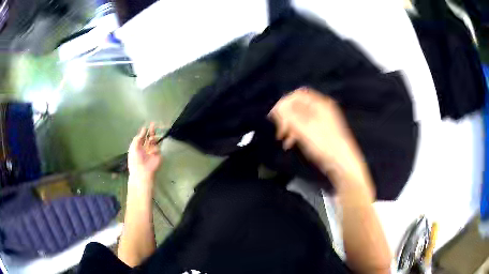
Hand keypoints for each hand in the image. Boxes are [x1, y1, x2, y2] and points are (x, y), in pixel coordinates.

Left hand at [128, 123, 162, 183]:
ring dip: (153, 138)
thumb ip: (138, 138)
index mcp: (138, 147)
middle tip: (153, 124)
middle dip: (151, 131)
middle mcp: (145, 148)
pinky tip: (152, 152)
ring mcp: (152, 151)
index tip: (146, 127)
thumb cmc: (135, 159)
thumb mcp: (133, 146)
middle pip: (149, 138)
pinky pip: (158, 148)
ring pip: (154, 141)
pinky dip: (155, 148)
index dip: (144, 132)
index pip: (142, 137)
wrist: (142, 171)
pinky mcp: (158, 155)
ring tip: (152, 138)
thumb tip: (143, 130)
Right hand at [269, 87, 367, 182]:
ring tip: (282, 139)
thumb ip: (288, 115)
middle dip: (286, 117)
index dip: (284, 102)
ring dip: (290, 126)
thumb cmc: (323, 143)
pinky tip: (290, 143)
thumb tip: (277, 107)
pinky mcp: (323, 132)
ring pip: (301, 118)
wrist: (341, 163)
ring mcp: (323, 121)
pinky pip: (306, 127)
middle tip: (279, 129)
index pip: (298, 95)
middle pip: (299, 106)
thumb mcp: (303, 128)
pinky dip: (297, 133)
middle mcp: (322, 109)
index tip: (274, 115)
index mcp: (320, 104)